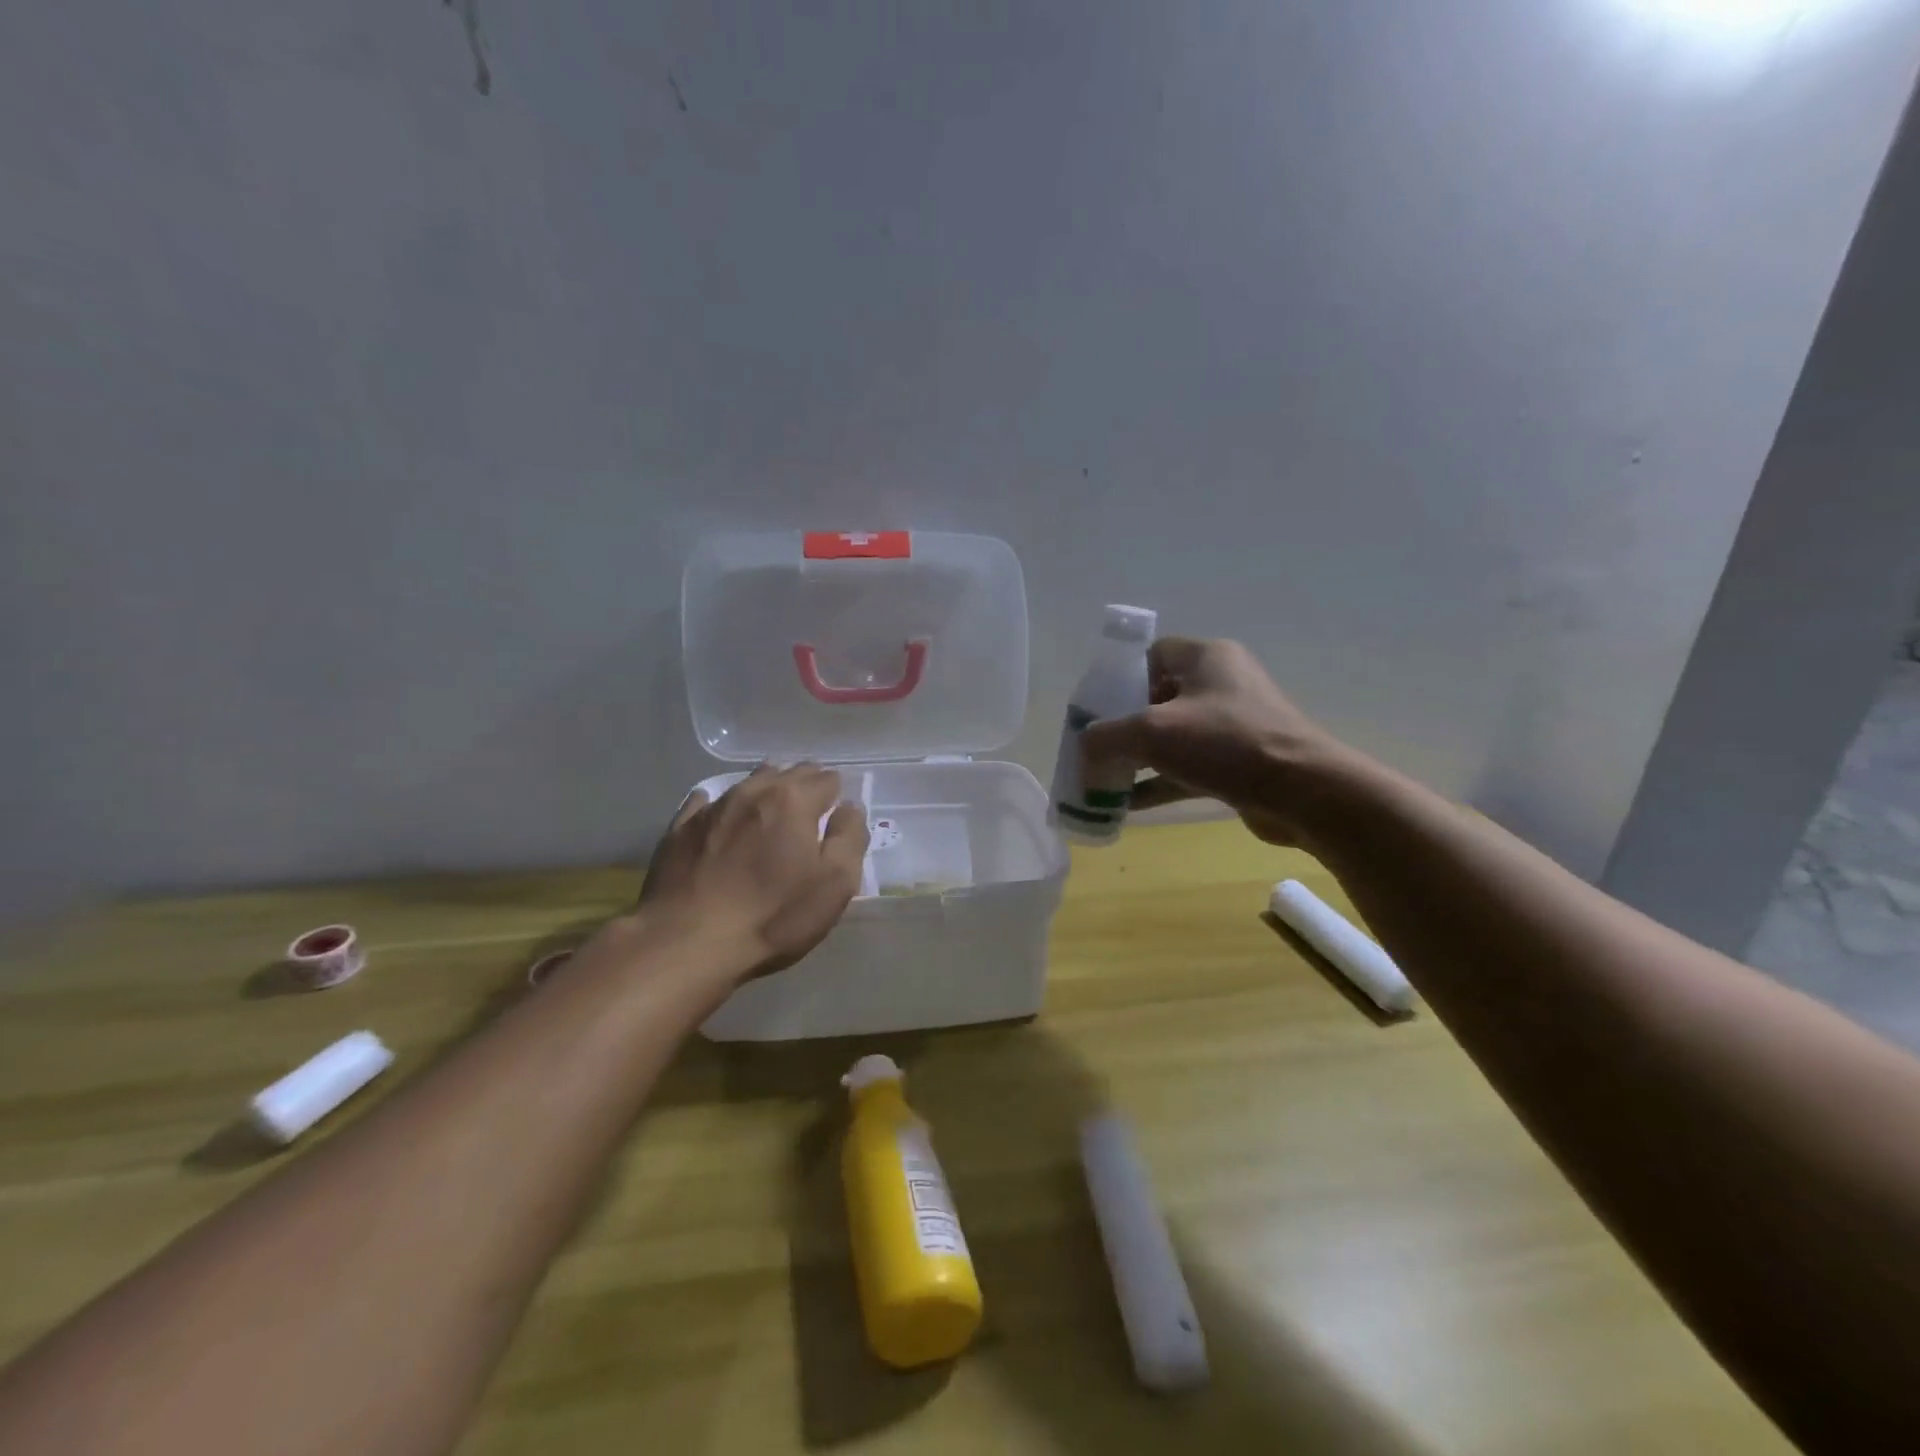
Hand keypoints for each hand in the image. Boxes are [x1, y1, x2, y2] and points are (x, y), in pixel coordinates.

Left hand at [638, 764, 868, 979]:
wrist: (686, 944)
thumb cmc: (773, 917)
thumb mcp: (835, 884)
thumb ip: (850, 838)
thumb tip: (849, 808)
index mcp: (793, 800)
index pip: (827, 779)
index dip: (836, 795)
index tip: (837, 816)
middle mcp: (752, 791)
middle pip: (788, 772)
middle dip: (804, 786)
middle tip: (811, 812)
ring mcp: (712, 808)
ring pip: (749, 782)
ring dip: (766, 791)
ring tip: (773, 811)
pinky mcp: (680, 829)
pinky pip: (706, 803)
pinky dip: (722, 806)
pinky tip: (722, 818)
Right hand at [1080, 637, 1342, 846]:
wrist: (1304, 793)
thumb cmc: (1225, 744)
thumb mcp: (1152, 732)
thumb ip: (1106, 736)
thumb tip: (1084, 746)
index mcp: (1207, 658)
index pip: (1152, 655)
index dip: (1120, 679)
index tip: (1097, 710)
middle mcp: (1222, 685)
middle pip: (1159, 698)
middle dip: (1124, 726)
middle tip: (1097, 749)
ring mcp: (1234, 726)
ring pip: (1173, 737)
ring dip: (1139, 759)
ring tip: (1104, 782)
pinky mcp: (1240, 763)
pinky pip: (1189, 767)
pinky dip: (1160, 782)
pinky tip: (1128, 806)